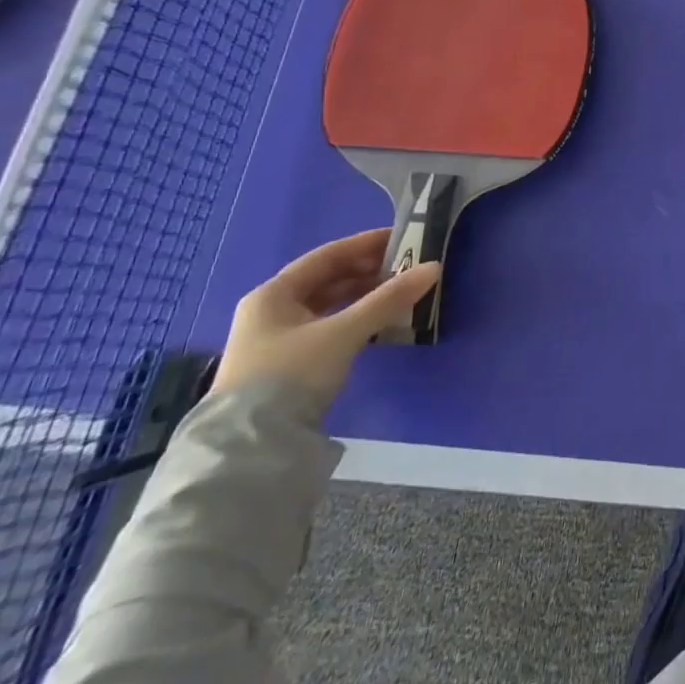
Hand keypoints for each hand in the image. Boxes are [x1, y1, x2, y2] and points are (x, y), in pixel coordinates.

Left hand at [213, 229, 440, 413]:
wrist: (250, 446)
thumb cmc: (291, 374)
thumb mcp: (344, 332)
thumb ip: (389, 299)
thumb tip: (434, 267)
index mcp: (273, 294)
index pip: (327, 255)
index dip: (366, 243)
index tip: (403, 238)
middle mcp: (270, 311)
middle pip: (326, 279)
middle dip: (368, 270)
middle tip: (406, 265)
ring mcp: (275, 339)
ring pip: (327, 303)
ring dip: (363, 294)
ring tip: (399, 291)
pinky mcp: (286, 363)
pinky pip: (327, 325)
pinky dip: (353, 317)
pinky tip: (377, 320)